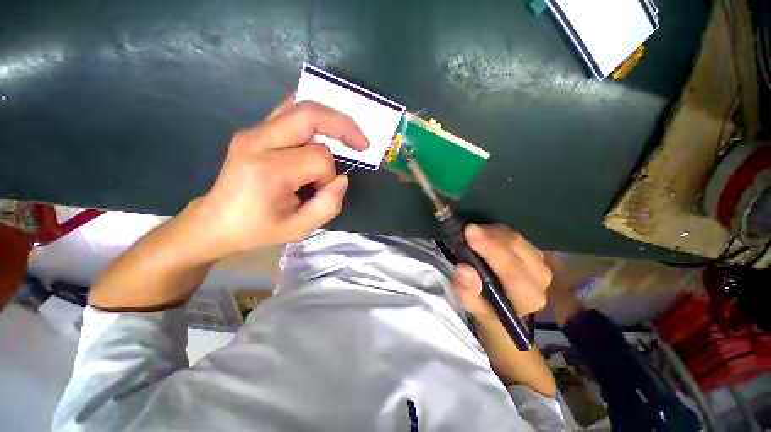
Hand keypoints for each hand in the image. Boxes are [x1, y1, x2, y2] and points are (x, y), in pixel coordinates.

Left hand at [184, 94, 368, 260]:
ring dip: (331, 118)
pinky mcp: (255, 130)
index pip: (318, 157)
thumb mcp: (299, 228)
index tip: (321, 190)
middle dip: (343, 126)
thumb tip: (342, 178)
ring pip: (301, 106)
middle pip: (310, 115)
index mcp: (268, 170)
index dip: (329, 175)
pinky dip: (314, 115)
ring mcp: (254, 131)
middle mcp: (258, 141)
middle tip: (362, 142)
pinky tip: (325, 128)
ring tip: (348, 135)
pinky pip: (290, 110)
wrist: (216, 221)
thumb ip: (329, 205)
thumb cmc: (258, 228)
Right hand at [451, 225, 551, 319]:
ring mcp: (540, 261)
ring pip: (515, 238)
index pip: (513, 273)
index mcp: (527, 298)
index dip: (491, 251)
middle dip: (490, 237)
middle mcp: (541, 278)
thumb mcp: (469, 303)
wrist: (501, 303)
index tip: (470, 234)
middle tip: (467, 231)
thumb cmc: (484, 305)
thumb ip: (466, 291)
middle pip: (517, 248)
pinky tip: (483, 236)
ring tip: (472, 237)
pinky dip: (495, 231)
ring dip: (491, 233)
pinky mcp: (534, 249)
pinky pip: (513, 234)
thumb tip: (464, 270)